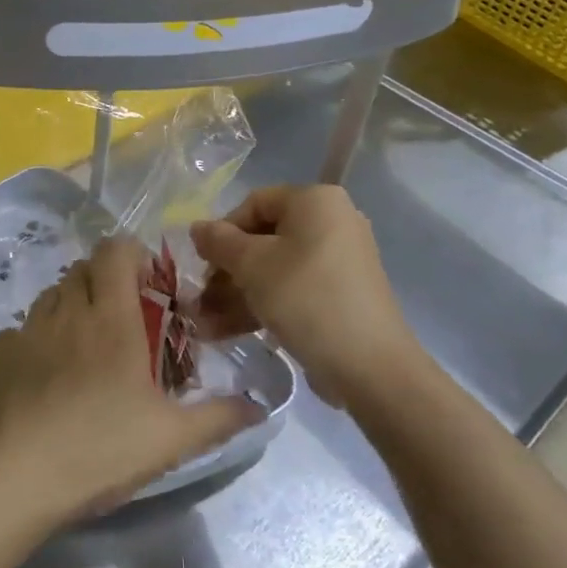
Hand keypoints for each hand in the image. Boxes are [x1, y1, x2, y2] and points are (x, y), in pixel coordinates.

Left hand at [0, 236, 263, 524]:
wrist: (8, 479)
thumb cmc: (97, 450)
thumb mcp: (170, 440)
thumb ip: (219, 418)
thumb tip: (260, 407)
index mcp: (110, 318)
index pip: (115, 251)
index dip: (132, 255)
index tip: (148, 286)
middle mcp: (65, 311)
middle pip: (83, 269)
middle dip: (105, 282)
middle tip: (124, 323)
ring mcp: (25, 330)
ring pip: (52, 296)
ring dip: (72, 307)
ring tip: (86, 350)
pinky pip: (22, 330)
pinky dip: (39, 339)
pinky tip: (45, 379)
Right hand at [190, 185, 419, 406]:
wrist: (369, 366)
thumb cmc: (306, 298)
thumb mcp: (252, 265)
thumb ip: (219, 242)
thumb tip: (197, 227)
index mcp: (316, 201)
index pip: (255, 203)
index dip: (222, 231)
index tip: (203, 264)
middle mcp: (332, 222)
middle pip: (264, 238)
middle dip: (226, 271)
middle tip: (200, 298)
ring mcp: (338, 261)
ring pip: (274, 269)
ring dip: (236, 294)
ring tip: (204, 323)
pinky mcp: (339, 296)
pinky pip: (292, 290)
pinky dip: (262, 306)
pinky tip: (226, 331)